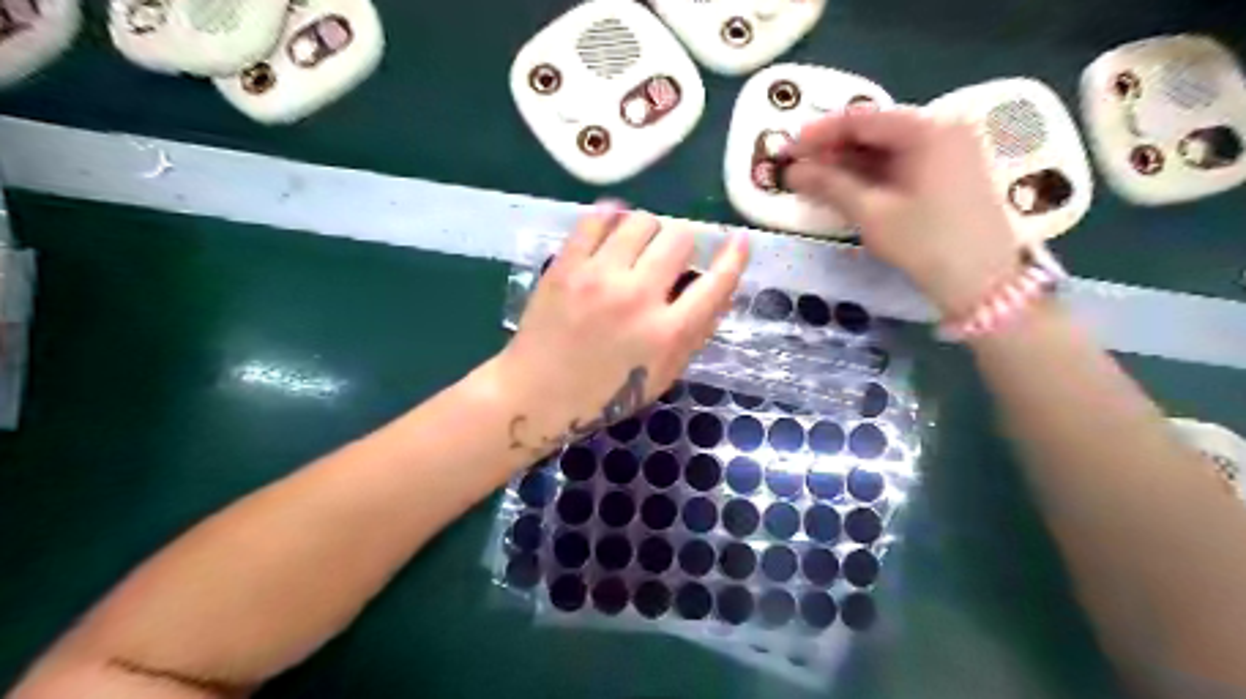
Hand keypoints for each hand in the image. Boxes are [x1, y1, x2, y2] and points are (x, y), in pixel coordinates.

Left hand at [494, 203, 748, 458]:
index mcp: (667, 333)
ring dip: (650, 230)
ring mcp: (599, 277)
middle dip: (685, 243)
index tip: (739, 240)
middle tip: (670, 258)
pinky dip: (611, 218)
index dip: (734, 257)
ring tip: (638, 247)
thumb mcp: (662, 376)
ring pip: (642, 220)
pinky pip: (596, 218)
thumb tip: (719, 290)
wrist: (537, 394)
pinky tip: (612, 230)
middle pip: (680, 237)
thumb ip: (695, 334)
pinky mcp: (566, 265)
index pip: (716, 283)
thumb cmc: (605, 394)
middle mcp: (638, 297)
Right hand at [787, 107, 1022, 315]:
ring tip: (813, 180)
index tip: (786, 150)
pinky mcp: (950, 173)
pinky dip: (871, 175)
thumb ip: (829, 185)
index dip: (818, 134)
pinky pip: (902, 164)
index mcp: (927, 128)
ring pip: (887, 149)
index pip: (861, 119)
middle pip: (876, 131)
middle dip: (833, 150)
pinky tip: (846, 188)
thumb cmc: (925, 243)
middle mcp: (942, 128)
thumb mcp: (872, 213)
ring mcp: (950, 150)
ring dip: (849, 163)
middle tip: (797, 168)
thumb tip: (791, 171)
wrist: (984, 284)